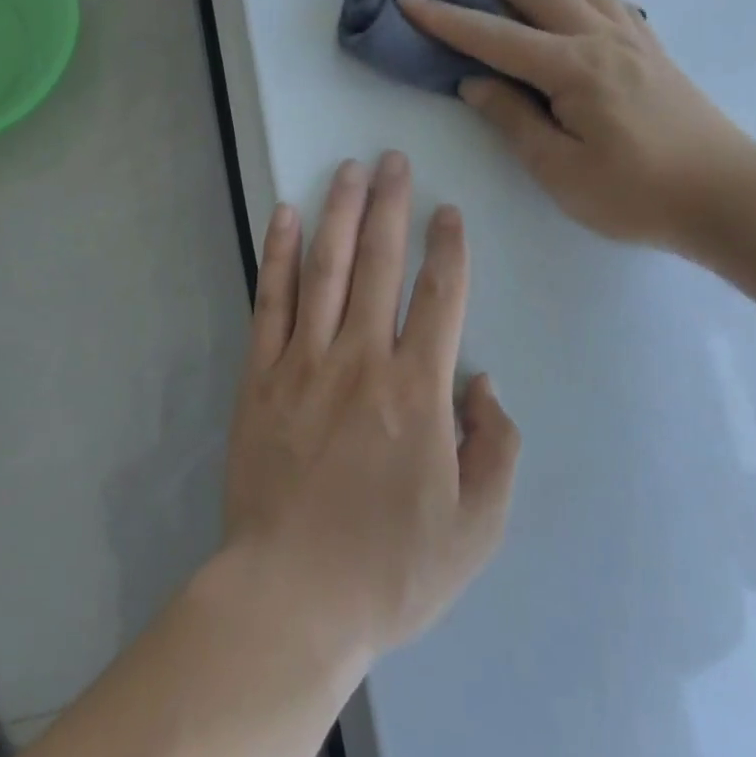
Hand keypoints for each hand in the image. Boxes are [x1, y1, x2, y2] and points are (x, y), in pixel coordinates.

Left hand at [222, 153, 520, 661]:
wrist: (290, 597)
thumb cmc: (389, 569)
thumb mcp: (473, 530)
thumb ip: (494, 450)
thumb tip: (483, 383)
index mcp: (416, 391)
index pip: (440, 298)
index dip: (447, 247)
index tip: (448, 209)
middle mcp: (360, 358)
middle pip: (379, 263)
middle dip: (390, 205)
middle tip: (393, 160)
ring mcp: (304, 361)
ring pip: (326, 267)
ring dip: (339, 212)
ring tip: (348, 168)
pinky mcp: (261, 373)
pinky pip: (271, 300)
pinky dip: (278, 253)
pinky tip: (284, 215)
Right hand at [397, 0, 755, 250]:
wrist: (731, 196)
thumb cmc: (639, 194)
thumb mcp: (561, 171)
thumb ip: (513, 120)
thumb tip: (474, 82)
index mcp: (573, 68)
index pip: (492, 35)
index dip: (444, 16)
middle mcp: (600, 37)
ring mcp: (630, 36)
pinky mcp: (649, 45)